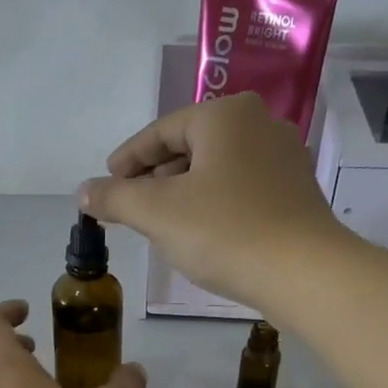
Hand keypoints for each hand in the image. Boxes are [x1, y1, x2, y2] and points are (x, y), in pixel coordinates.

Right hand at [79, 93, 351, 310]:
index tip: (106, 182)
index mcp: (226, 115)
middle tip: (131, 207)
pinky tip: (201, 234)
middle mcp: (260, 124)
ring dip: (184, 193)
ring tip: (160, 224)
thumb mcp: (157, 213)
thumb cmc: (224, 232)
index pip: (162, 131)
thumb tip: (84, 191)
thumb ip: (115, 197)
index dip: (128, 159)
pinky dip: (213, 205)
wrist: (303, 272)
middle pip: (191, 147)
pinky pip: (241, 190)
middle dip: (156, 177)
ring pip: (217, 170)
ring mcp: (284, 159)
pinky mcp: (296, 194)